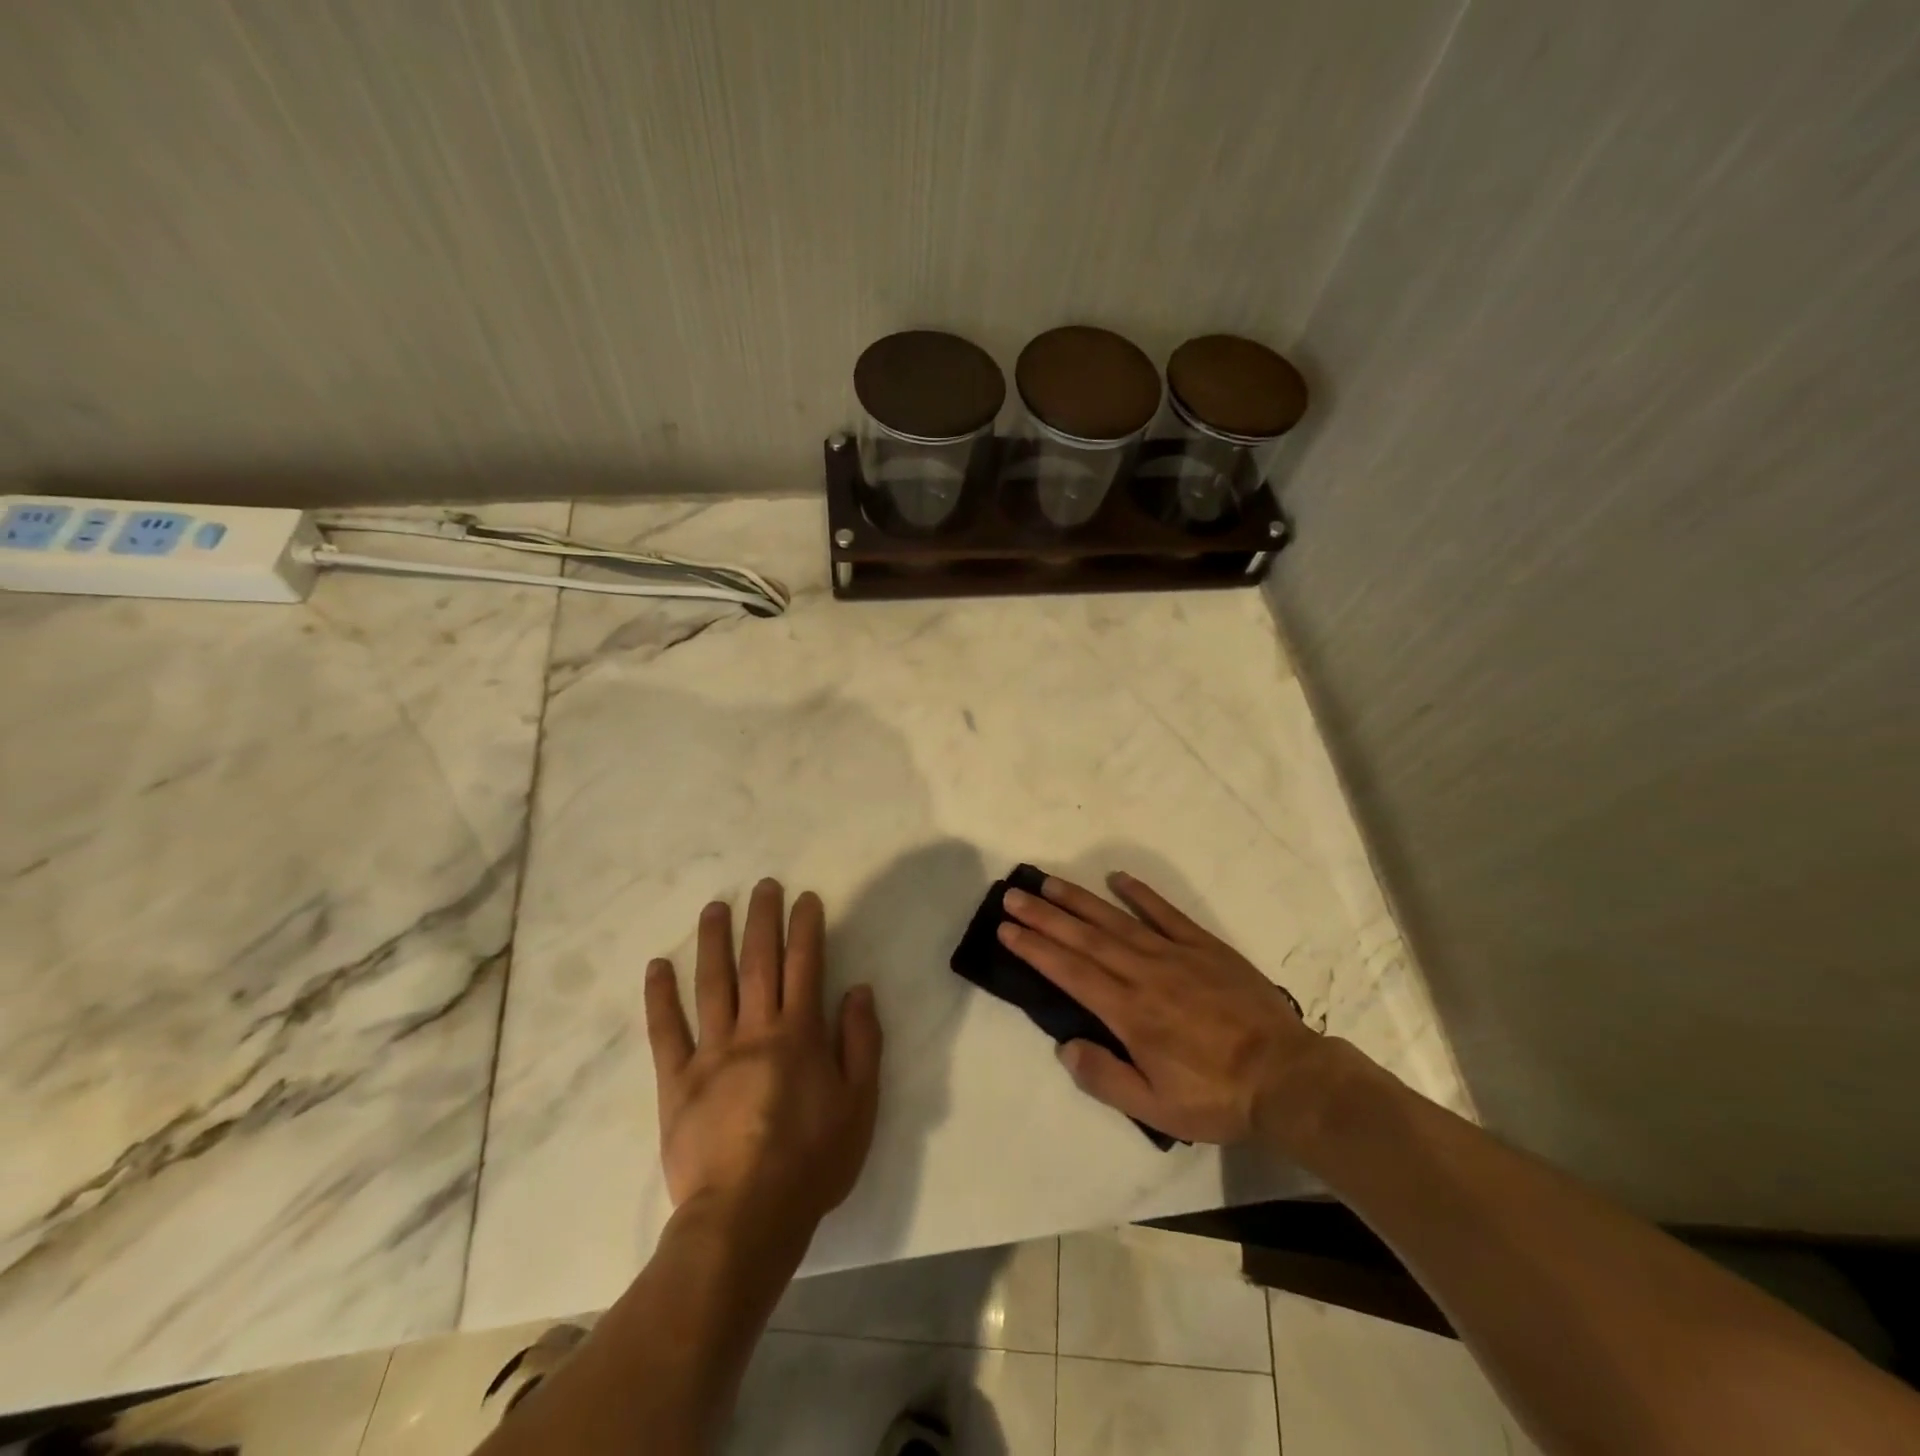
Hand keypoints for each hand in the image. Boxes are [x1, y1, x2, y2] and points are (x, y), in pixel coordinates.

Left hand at [644, 879, 882, 1227]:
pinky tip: (658, 966)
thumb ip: (861, 1043)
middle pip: (758, 962)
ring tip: (716, 907)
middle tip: (763, 885)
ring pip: (712, 984)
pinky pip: (666, 1031)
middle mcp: (755, 1030)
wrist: (746, 1217)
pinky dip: (660, 997)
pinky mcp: (676, 1081)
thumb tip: (858, 990)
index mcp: (799, 1034)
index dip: (806, 927)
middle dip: (763, 919)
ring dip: (714, 941)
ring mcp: (711, 1053)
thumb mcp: (860, 1104)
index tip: (805, 898)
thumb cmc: (812, 1161)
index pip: (805, 965)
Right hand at [999, 871, 1327, 1148]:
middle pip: (1085, 938)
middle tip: (1013, 896)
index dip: (1035, 949)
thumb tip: (1065, 1046)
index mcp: (1129, 1013)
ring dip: (1079, 900)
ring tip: (1049, 883)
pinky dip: (1140, 894)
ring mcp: (1175, 954)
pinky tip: (1118, 878)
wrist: (1287, 1077)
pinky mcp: (1204, 946)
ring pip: (1116, 920)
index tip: (1007, 929)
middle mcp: (1144, 974)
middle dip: (1044, 916)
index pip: (1070, 972)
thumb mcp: (1156, 1108)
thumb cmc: (1217, 1097)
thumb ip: (1105, 1078)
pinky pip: (1166, 913)